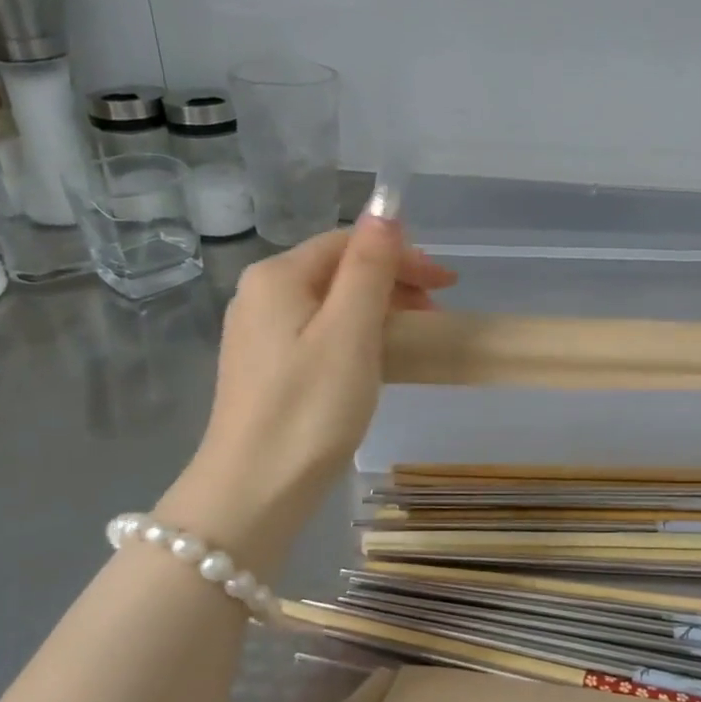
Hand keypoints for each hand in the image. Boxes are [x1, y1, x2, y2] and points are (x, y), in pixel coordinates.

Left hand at [157, 212, 457, 556]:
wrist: (253, 491)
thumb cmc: (309, 408)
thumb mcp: (350, 331)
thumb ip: (370, 266)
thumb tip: (385, 209)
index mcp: (277, 276)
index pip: (349, 243)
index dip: (402, 255)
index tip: (447, 285)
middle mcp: (260, 295)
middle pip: (338, 270)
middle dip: (393, 283)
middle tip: (437, 315)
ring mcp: (259, 333)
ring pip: (331, 303)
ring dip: (379, 310)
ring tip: (415, 338)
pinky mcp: (266, 367)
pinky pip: (320, 333)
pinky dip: (357, 336)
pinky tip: (377, 359)